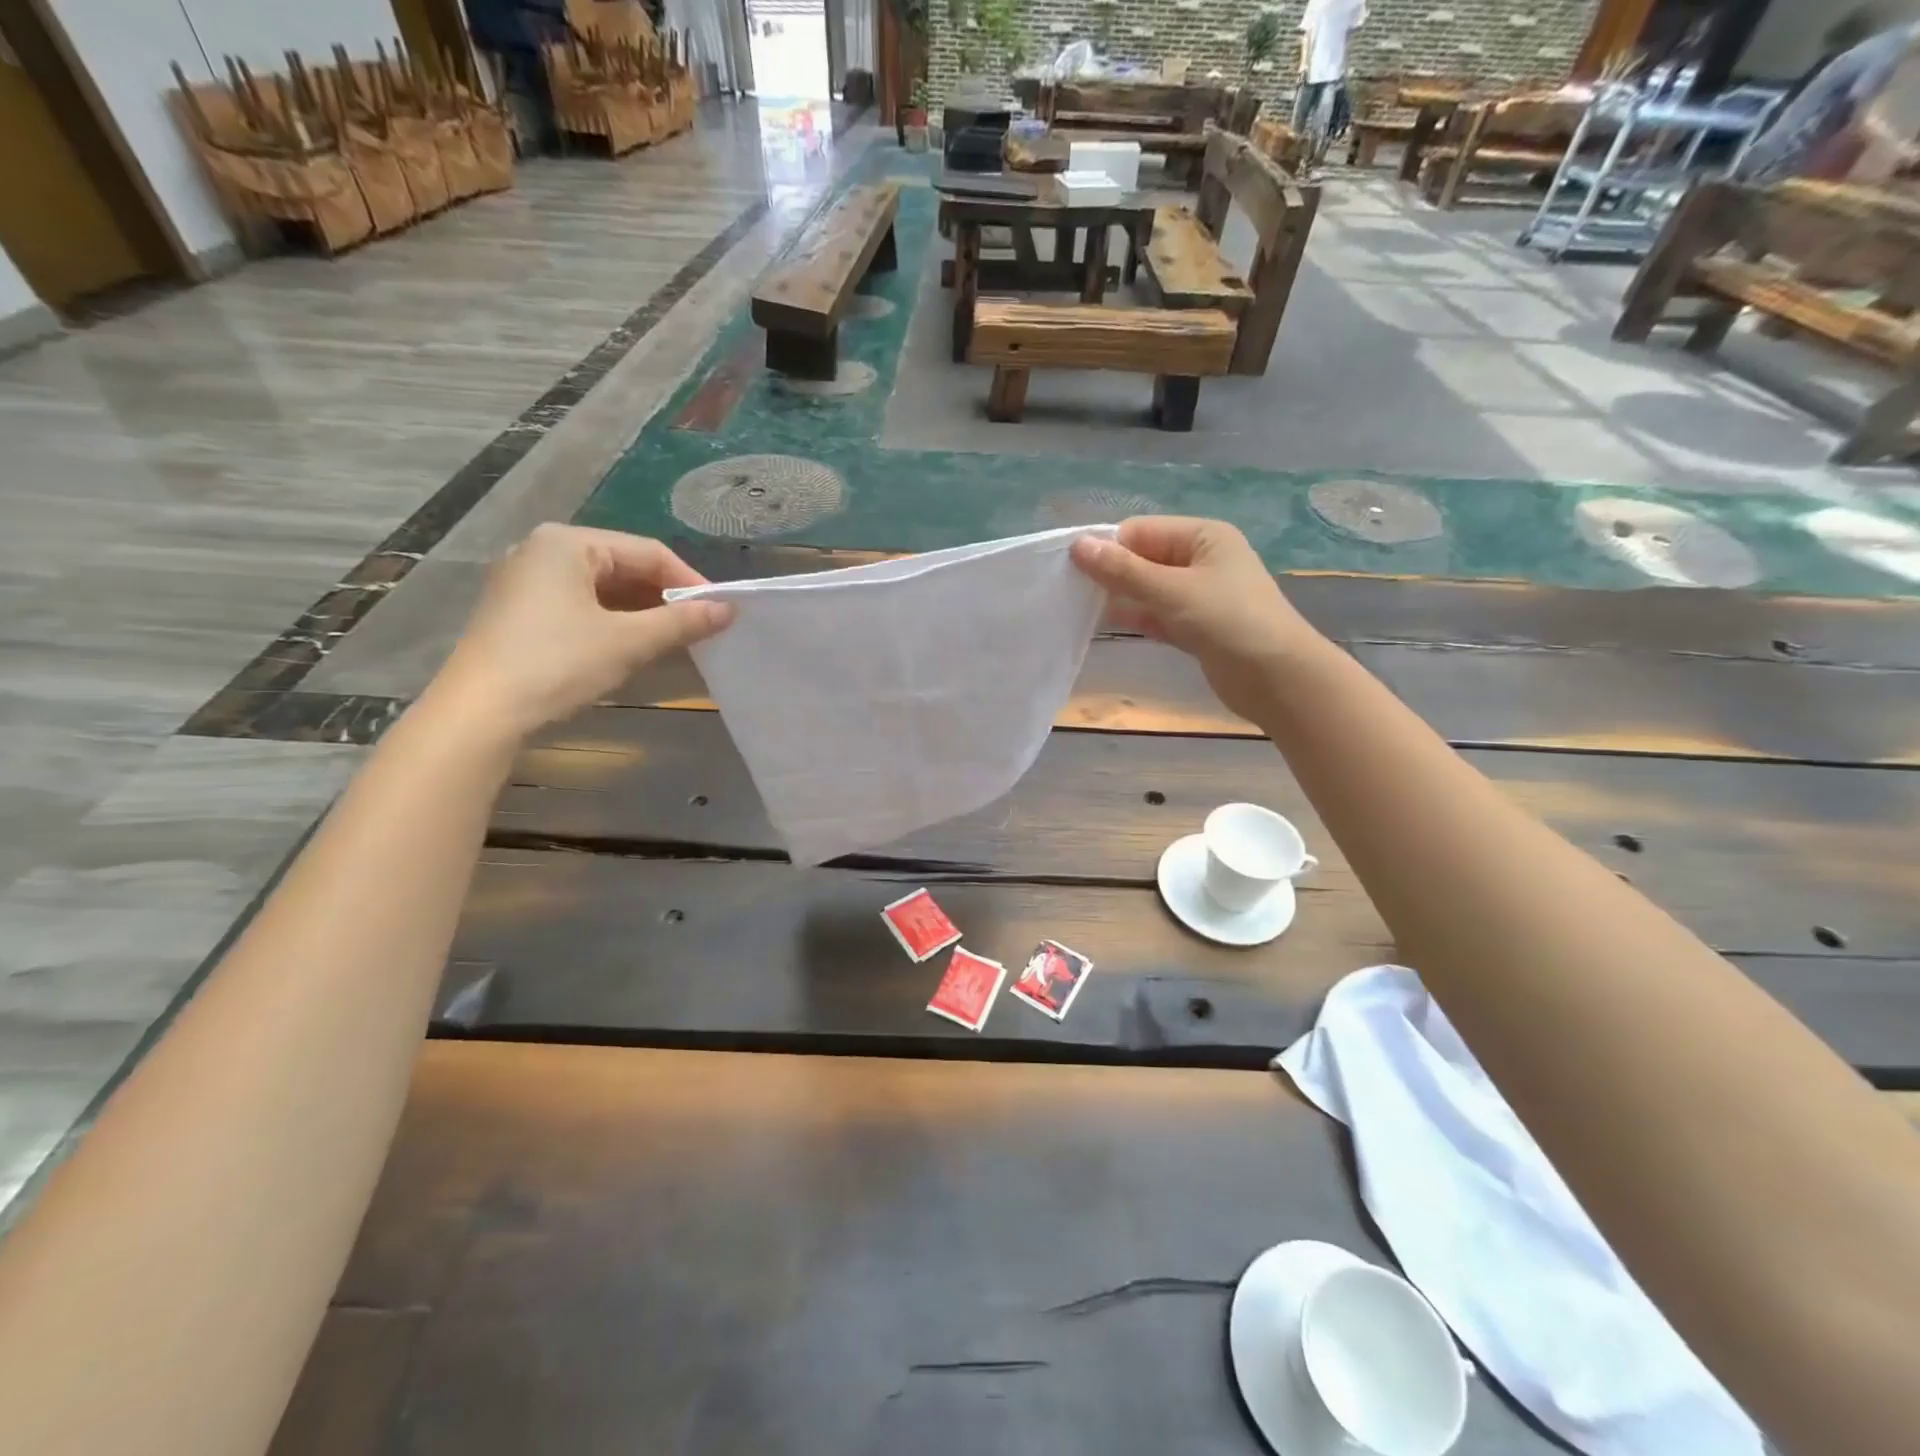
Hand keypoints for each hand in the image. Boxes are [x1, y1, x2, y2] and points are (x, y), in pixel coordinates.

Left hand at [433, 525, 733, 740]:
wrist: (481, 712)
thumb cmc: (558, 663)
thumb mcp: (628, 642)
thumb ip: (682, 622)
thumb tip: (729, 610)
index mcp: (568, 543)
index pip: (648, 552)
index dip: (690, 581)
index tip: (720, 611)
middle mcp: (544, 551)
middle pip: (624, 566)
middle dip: (665, 598)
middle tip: (700, 628)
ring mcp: (527, 581)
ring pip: (603, 588)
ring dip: (642, 612)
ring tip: (675, 640)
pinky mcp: (520, 611)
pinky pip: (581, 605)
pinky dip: (614, 622)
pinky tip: (634, 646)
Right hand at [1071, 517, 1322, 722]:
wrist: (1277, 678)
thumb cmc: (1229, 621)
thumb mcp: (1172, 590)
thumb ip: (1123, 570)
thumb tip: (1078, 546)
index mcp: (1203, 536)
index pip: (1142, 531)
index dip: (1107, 547)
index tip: (1070, 568)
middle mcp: (1202, 560)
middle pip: (1144, 558)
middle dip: (1111, 572)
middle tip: (1070, 590)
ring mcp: (1200, 595)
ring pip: (1149, 589)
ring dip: (1121, 597)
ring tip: (1080, 607)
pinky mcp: (1196, 627)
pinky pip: (1158, 614)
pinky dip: (1137, 617)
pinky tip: (1107, 624)